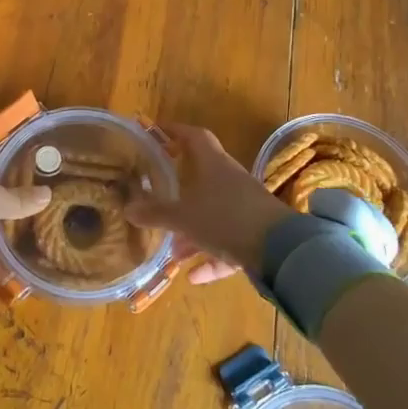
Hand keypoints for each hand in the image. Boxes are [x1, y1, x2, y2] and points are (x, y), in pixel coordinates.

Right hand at [125, 125, 293, 280]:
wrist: (279, 249)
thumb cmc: (225, 219)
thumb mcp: (183, 217)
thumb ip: (155, 213)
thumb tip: (127, 209)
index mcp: (213, 164)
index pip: (193, 136)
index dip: (174, 131)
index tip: (156, 132)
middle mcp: (230, 180)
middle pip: (202, 176)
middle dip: (179, 189)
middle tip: (157, 195)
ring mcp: (246, 206)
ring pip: (213, 213)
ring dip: (193, 231)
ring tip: (173, 252)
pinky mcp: (257, 232)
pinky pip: (228, 243)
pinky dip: (212, 258)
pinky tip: (194, 276)